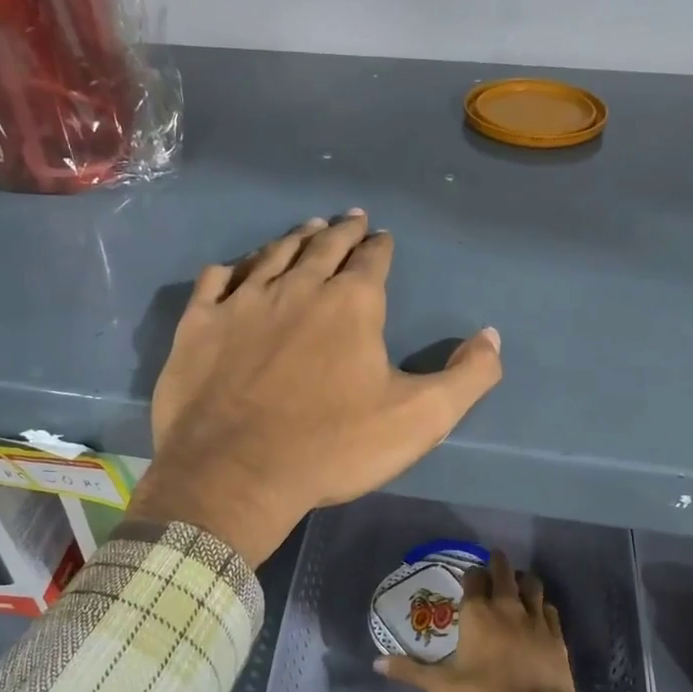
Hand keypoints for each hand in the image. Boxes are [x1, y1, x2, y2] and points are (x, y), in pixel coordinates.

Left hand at [127, 211, 502, 565]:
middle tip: (349, 217)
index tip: (382, 236)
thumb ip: (467, 376)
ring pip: (272, 255)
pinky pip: (215, 281)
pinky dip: (230, 269)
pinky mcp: (200, 324)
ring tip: (307, 228)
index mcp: (351, 304)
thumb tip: (492, 336)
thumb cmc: (333, 447)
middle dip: (341, 230)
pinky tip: (234, 269)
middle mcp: (298, 287)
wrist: (236, 474)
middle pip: (323, 246)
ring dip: (293, 239)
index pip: (372, 260)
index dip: (380, 246)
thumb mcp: (420, 418)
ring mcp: (243, 302)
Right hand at [374, 552, 578, 691]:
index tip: (469, 580)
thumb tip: (376, 663)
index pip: (474, 577)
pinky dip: (541, 605)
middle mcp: (507, 605)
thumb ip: (410, 671)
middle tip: (494, 566)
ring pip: (531, 582)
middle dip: (498, 563)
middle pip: (504, 569)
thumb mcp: (443, 686)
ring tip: (517, 585)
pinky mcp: (555, 631)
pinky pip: (548, 607)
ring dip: (522, 580)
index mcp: (478, 613)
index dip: (471, 575)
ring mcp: (534, 616)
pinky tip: (537, 613)